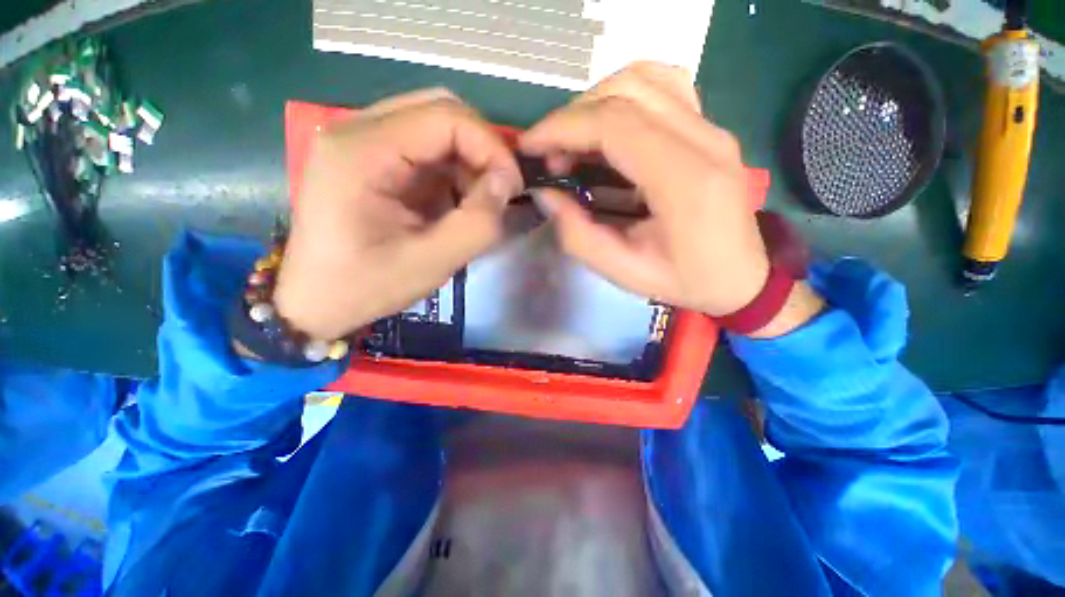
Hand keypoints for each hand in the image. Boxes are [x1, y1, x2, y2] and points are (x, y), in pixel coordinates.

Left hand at [274, 89, 523, 339]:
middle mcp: (357, 131)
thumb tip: (505, 184)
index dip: (491, 147)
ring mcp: (362, 142)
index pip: (445, 117)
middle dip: (481, 150)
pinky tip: (456, 201)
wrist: (317, 301)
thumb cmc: (366, 287)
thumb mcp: (431, 263)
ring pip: (436, 127)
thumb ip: (476, 223)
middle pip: (440, 111)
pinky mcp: (371, 158)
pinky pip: (426, 148)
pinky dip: (453, 171)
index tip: (512, 188)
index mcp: (362, 152)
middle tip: (498, 191)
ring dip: (468, 161)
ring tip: (477, 202)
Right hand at [519, 62, 821, 336]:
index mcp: (684, 181)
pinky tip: (609, 127)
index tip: (530, 147)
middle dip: (572, 117)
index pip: (614, 125)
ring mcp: (712, 128)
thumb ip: (579, 235)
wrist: (743, 278)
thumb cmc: (685, 281)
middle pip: (625, 93)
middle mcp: (704, 140)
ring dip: (596, 102)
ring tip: (574, 142)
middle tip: (549, 155)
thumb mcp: (624, 272)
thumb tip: (546, 194)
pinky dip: (625, 95)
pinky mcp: (711, 128)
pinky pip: (664, 86)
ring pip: (644, 79)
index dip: (562, 129)